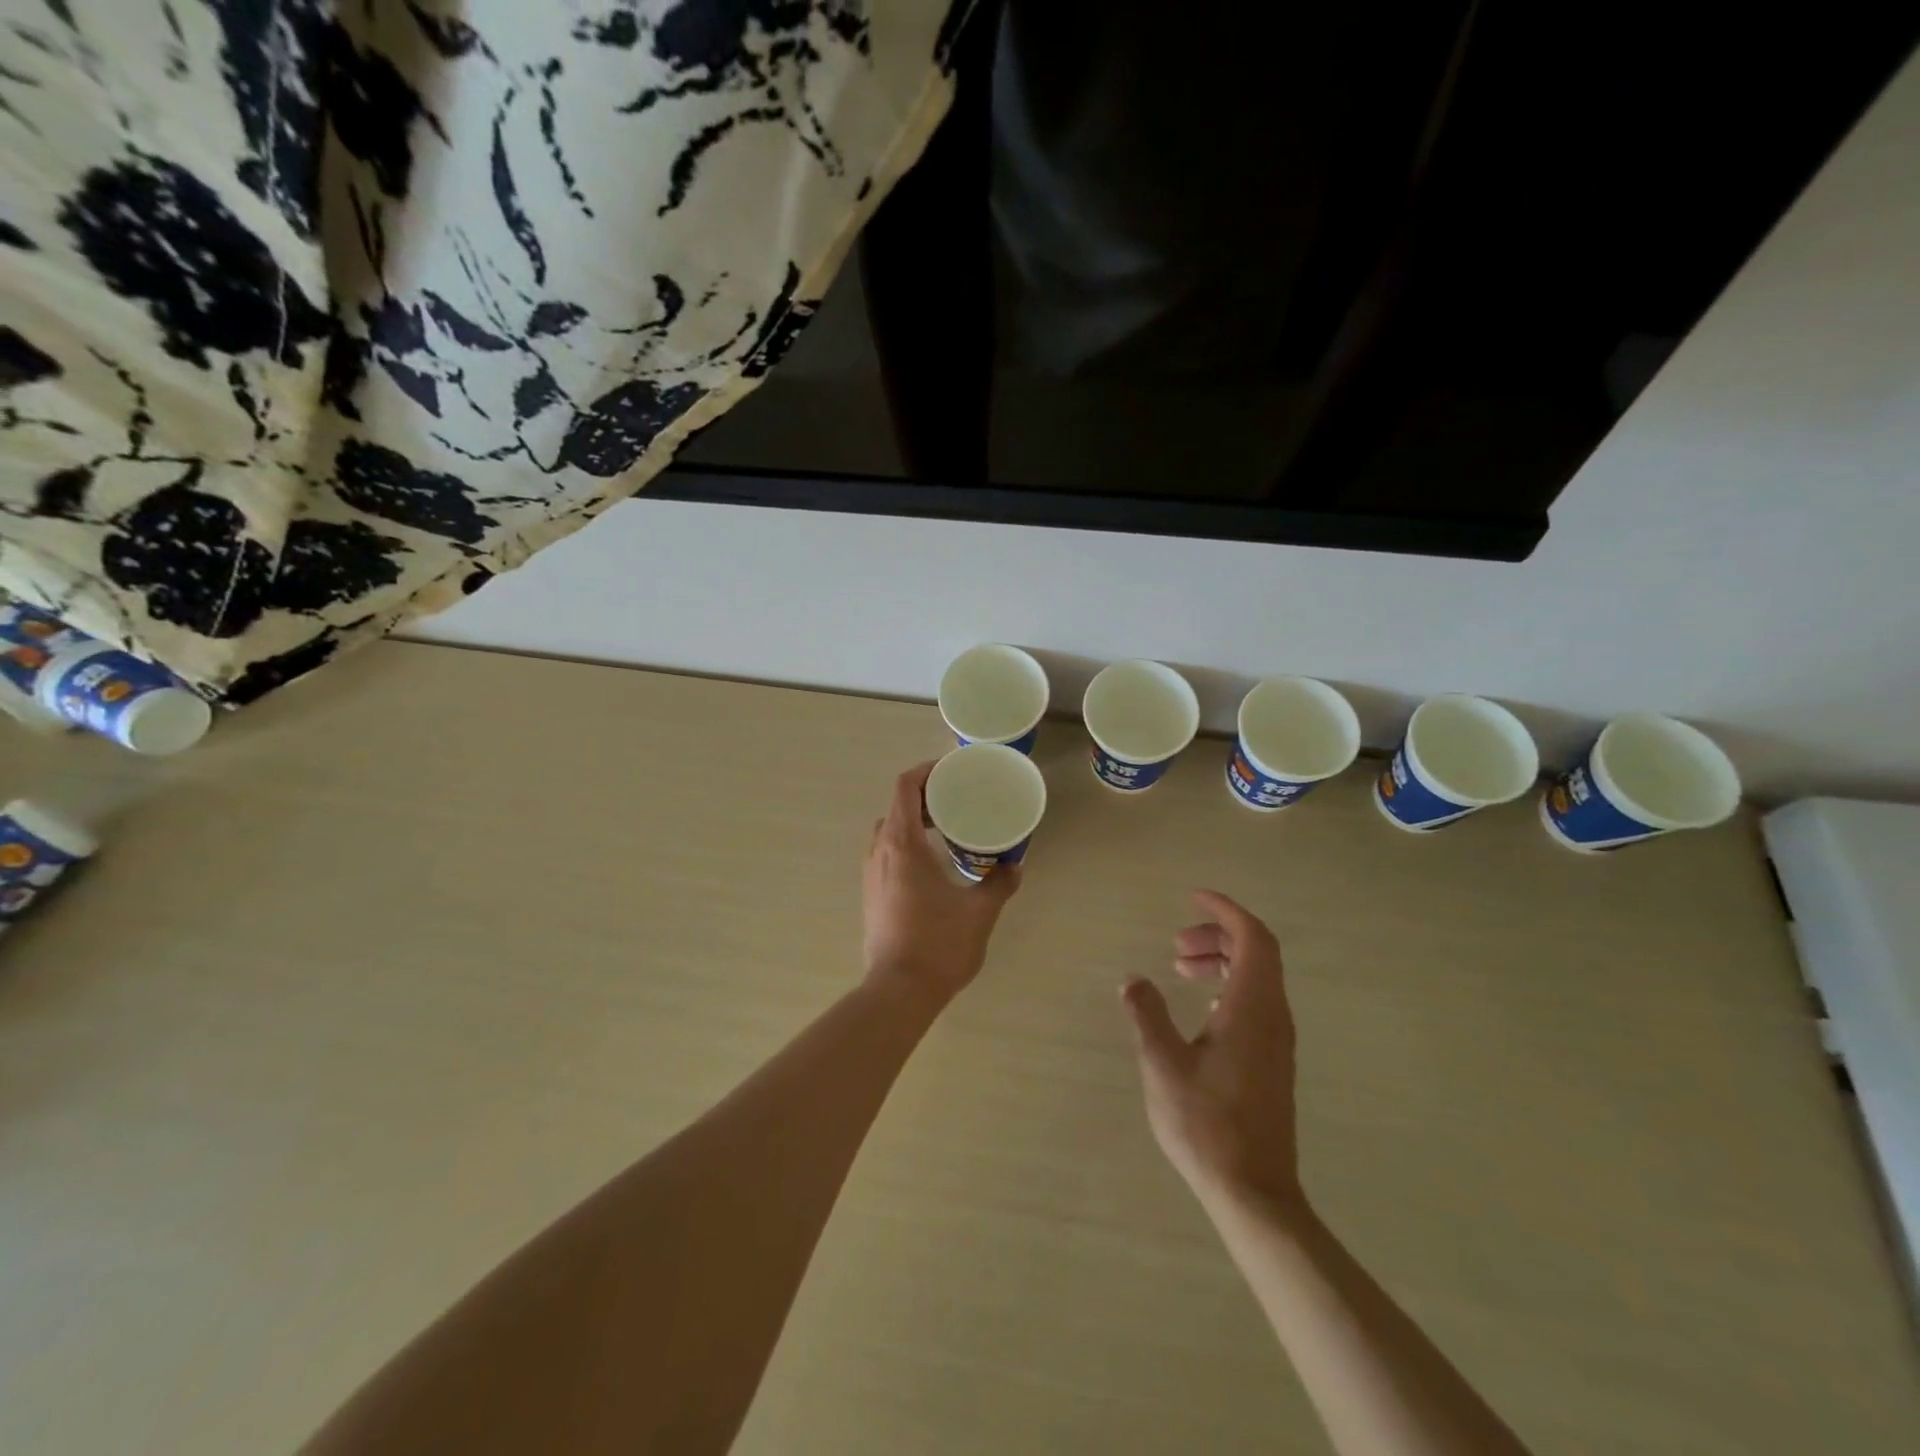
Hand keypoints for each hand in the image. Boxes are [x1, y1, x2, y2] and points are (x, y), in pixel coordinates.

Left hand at [863, 762, 1021, 1006]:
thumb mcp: (979, 911)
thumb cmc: (939, 943)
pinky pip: (887, 855)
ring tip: (948, 831)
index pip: (905, 787)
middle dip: (925, 797)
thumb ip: (999, 883)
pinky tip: (933, 867)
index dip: (926, 771)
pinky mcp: (871, 895)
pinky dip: (907, 846)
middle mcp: (880, 851)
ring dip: (915, 823)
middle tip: (957, 801)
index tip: (951, 771)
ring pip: (889, 832)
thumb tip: (1014, 867)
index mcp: (903, 843)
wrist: (898, 991)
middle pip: (897, 806)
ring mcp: (871, 874)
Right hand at [1121, 890, 1303, 1215]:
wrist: (1254, 1193)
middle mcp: (1273, 1016)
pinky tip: (1201, 1009)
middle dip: (1217, 935)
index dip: (1225, 910)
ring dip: (1222, 962)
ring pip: (1258, 978)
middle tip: (1176, 945)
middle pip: (1257, 953)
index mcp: (1252, 1007)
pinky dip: (1229, 987)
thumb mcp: (1163, 1064)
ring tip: (1181, 969)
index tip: (1194, 897)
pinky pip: (1257, 1003)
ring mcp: (1278, 1041)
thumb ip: (1147, 1014)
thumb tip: (1133, 981)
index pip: (1252, 937)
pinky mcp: (1273, 1062)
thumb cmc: (1207, 1124)